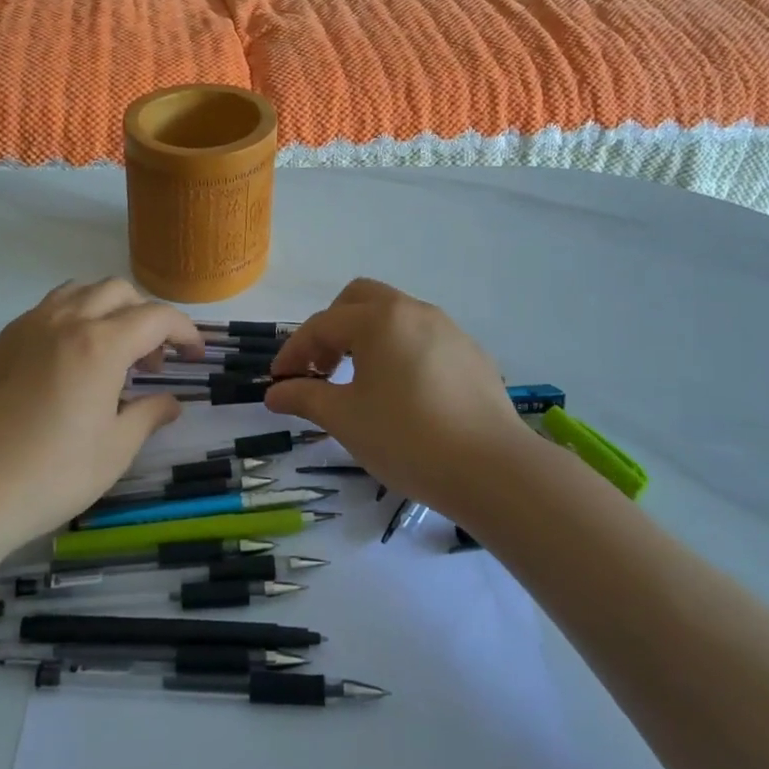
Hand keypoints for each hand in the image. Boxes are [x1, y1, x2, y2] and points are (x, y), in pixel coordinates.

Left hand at [0, 278, 202, 545]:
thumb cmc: (49, 475)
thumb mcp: (113, 451)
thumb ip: (148, 415)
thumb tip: (170, 403)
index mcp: (100, 345)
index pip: (156, 317)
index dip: (184, 331)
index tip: (194, 355)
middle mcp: (65, 321)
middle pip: (118, 291)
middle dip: (146, 317)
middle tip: (151, 362)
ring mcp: (27, 327)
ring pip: (79, 291)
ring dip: (107, 309)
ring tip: (110, 352)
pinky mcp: (1, 341)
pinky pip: (48, 309)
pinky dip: (73, 318)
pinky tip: (68, 363)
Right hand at [265, 278, 536, 517]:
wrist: (493, 469)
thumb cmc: (407, 438)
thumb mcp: (345, 419)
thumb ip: (305, 398)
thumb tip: (274, 393)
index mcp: (379, 319)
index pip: (322, 325)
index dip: (294, 351)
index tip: (278, 381)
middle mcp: (414, 311)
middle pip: (359, 299)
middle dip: (331, 327)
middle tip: (321, 368)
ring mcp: (449, 329)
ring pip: (395, 316)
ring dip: (366, 337)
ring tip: (359, 381)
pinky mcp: (472, 354)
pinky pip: (423, 338)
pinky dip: (399, 351)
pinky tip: (403, 393)